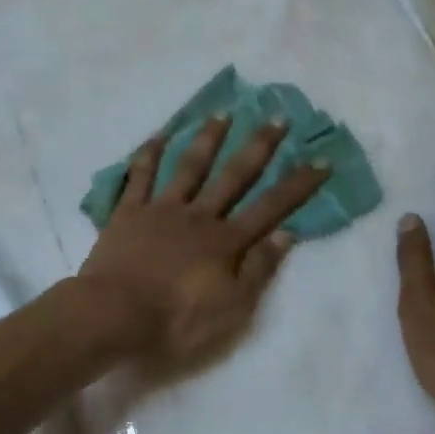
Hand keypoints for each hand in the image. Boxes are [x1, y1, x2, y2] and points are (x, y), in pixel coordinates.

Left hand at [79, 117, 327, 365]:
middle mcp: (198, 216)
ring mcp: (161, 210)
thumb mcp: (231, 309)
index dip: (297, 185)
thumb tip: (286, 234)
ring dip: (208, 139)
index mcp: (225, 242)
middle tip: (277, 117)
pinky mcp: (127, 213)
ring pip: (189, 167)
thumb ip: (258, 270)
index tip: (321, 160)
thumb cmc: (176, 320)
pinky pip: (140, 176)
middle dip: (259, 147)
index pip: (271, 208)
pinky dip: (150, 154)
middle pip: (233, 176)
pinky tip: (159, 134)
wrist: (113, 315)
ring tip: (223, 113)